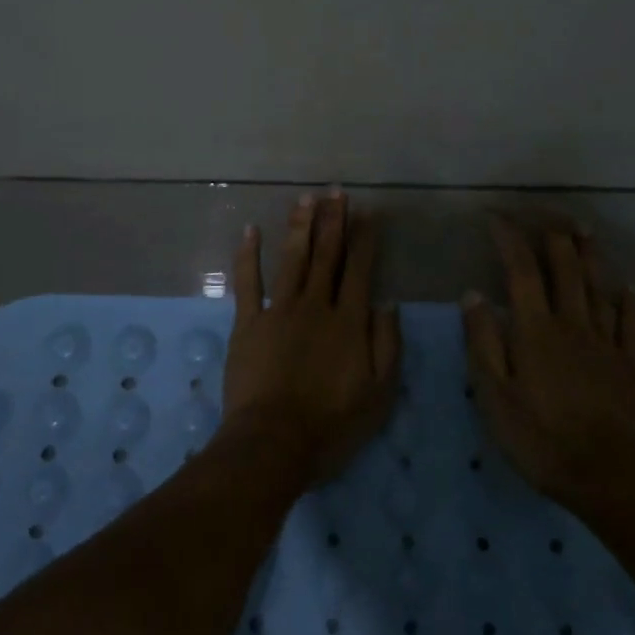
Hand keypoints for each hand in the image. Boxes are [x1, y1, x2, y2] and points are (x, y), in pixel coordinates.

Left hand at [221, 192, 400, 481]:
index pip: (359, 269)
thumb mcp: (379, 395)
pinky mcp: (248, 323)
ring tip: (305, 198)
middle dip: (333, 221)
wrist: (273, 442)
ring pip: (292, 259)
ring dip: (299, 226)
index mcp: (348, 322)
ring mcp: (279, 311)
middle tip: (336, 191)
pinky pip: (248, 282)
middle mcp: (315, 306)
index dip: (364, 239)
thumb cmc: (332, 425)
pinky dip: (248, 255)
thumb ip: (387, 346)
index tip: (368, 213)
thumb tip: (387, 304)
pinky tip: (250, 230)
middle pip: (326, 255)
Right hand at [462, 216, 634, 508]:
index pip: (520, 270)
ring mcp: (605, 341)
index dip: (509, 239)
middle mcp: (571, 323)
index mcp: (535, 329)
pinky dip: (627, 298)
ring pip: (597, 285)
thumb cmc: (541, 438)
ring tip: (582, 229)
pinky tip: (627, 285)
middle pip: (565, 267)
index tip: (496, 217)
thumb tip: (473, 293)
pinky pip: (630, 321)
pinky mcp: (628, 363)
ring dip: (589, 254)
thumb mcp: (494, 395)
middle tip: (543, 214)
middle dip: (552, 235)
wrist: (610, 476)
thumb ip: (483, 341)